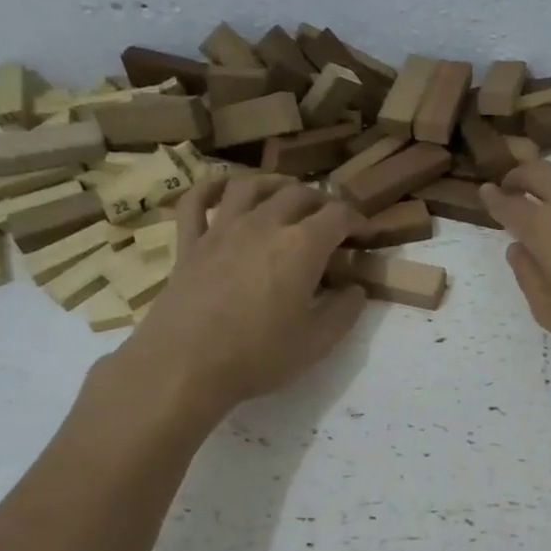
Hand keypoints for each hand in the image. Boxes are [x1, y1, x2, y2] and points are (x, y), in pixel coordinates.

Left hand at [93, 174, 365, 422]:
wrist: (185, 366)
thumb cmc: (259, 356)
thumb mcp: (318, 343)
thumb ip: (344, 311)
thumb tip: (355, 289)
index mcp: (302, 246)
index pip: (338, 215)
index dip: (358, 220)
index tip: (365, 235)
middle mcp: (264, 224)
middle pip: (298, 194)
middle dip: (322, 202)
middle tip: (331, 221)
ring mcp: (222, 229)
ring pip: (251, 186)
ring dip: (275, 185)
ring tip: (286, 195)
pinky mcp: (189, 243)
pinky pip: (197, 201)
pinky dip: (212, 188)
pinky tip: (224, 190)